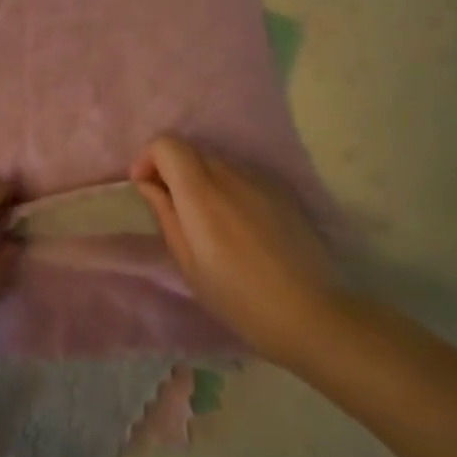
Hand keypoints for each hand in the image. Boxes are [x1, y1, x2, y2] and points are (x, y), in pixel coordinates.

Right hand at [130, 135, 337, 362]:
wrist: (310, 313)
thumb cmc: (237, 297)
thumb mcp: (188, 263)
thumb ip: (165, 215)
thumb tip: (148, 184)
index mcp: (201, 193)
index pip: (167, 143)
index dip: (149, 159)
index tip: (146, 189)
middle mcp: (230, 175)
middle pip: (191, 151)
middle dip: (172, 171)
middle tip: (173, 210)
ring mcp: (260, 181)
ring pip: (217, 163)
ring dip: (201, 181)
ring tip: (207, 223)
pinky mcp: (282, 192)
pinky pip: (243, 177)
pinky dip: (228, 190)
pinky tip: (239, 228)